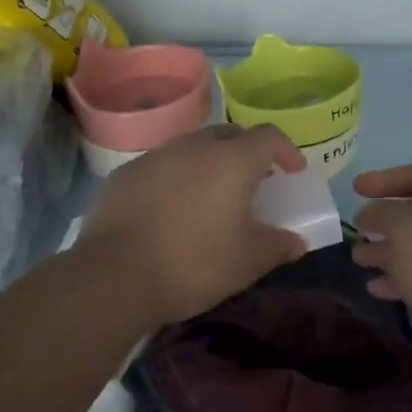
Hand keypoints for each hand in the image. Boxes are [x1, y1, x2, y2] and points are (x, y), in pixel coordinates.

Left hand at [75, 124, 308, 328]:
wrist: (114, 275)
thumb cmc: (194, 264)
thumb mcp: (247, 262)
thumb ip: (277, 246)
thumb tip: (296, 242)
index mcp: (232, 161)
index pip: (268, 137)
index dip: (286, 150)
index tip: (293, 170)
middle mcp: (195, 146)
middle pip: (230, 135)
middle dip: (247, 152)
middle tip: (254, 180)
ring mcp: (156, 156)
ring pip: (193, 147)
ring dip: (210, 162)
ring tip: (212, 194)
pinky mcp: (126, 174)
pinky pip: (162, 165)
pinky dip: (176, 177)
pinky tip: (171, 207)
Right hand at [351, 164, 411, 345]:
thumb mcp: (405, 231)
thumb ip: (382, 212)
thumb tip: (372, 213)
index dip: (385, 179)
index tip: (355, 189)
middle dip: (386, 221)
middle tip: (357, 229)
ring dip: (390, 251)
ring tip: (359, 261)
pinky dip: (405, 277)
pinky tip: (378, 289)